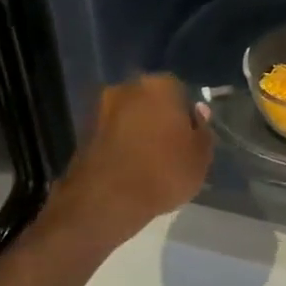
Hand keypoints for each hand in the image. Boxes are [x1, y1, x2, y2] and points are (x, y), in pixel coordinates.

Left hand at [51, 75, 212, 244]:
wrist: (106, 199)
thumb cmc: (163, 172)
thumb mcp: (200, 157)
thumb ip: (203, 130)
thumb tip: (198, 112)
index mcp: (161, 86)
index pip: (180, 91)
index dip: (186, 115)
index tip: (189, 137)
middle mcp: (128, 88)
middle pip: (151, 100)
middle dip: (159, 117)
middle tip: (169, 146)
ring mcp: (101, 108)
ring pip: (129, 115)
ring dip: (137, 130)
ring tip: (148, 161)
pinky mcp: (83, 131)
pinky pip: (112, 133)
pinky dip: (120, 144)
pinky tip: (128, 167)